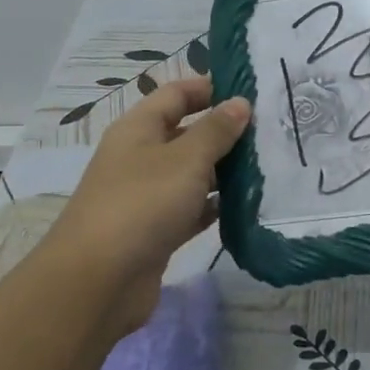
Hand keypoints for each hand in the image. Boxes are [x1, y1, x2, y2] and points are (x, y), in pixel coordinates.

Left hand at [39, 77, 250, 339]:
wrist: (98, 282)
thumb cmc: (142, 204)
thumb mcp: (185, 159)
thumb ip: (216, 130)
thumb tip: (240, 103)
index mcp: (138, 129)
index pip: (176, 94)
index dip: (209, 87)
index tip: (251, 90)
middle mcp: (140, 157)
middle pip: (186, 133)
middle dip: (225, 131)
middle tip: (272, 131)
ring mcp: (147, 196)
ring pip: (192, 173)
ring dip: (224, 170)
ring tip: (269, 165)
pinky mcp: (157, 231)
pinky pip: (192, 209)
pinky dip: (215, 206)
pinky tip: (248, 206)